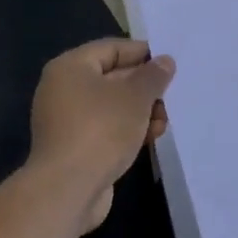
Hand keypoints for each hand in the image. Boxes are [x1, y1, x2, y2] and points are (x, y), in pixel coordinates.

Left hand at [28, 39, 174, 233]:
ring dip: (141, 111)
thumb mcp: (135, 96)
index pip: (111, 48)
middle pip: (112, 77)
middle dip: (144, 86)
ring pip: (112, 106)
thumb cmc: (101, 129)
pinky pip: (106, 128)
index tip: (170, 62)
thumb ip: (153, 75)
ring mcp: (67, 120)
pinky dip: (128, 130)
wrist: (68, 189)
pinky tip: (151, 137)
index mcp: (70, 67)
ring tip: (165, 120)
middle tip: (173, 93)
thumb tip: (164, 61)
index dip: (142, 52)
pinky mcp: (75, 147)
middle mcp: (64, 89)